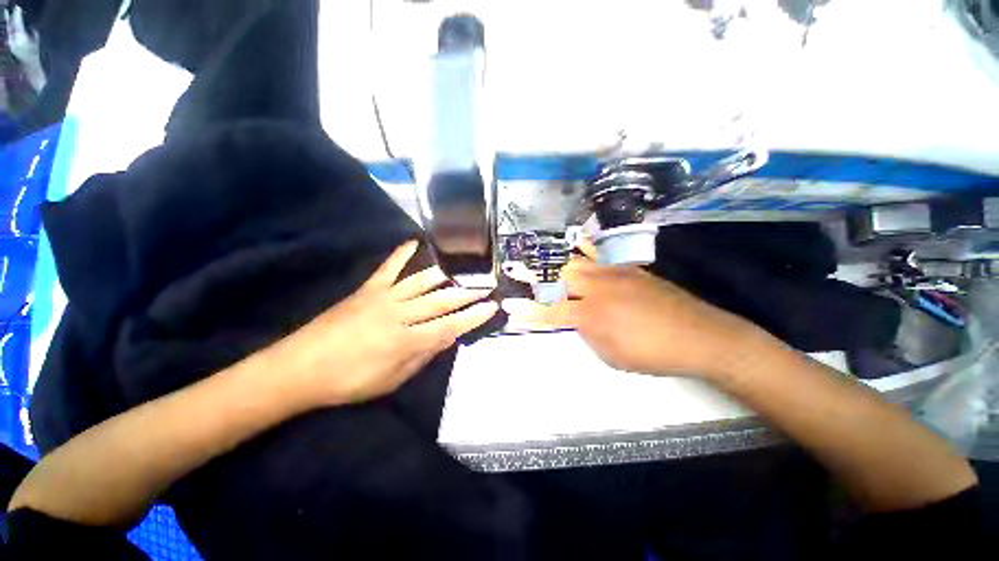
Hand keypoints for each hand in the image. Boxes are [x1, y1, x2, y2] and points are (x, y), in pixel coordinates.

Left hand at [274, 240, 497, 406]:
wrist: (299, 368)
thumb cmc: (348, 381)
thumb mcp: (391, 380)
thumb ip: (422, 356)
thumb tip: (447, 338)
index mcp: (405, 340)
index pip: (449, 326)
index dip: (473, 317)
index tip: (492, 306)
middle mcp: (399, 314)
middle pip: (441, 300)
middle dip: (468, 292)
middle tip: (488, 283)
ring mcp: (383, 297)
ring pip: (422, 281)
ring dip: (447, 274)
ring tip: (466, 267)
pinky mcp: (368, 289)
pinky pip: (389, 267)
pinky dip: (402, 253)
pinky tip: (416, 242)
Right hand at [503, 242, 768, 378]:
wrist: (699, 336)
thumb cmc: (652, 354)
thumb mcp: (611, 355)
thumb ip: (587, 334)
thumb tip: (575, 319)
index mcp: (591, 315)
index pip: (549, 312)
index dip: (527, 313)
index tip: (509, 309)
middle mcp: (597, 289)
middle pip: (558, 278)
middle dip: (535, 279)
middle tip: (519, 275)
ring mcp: (614, 274)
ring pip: (575, 262)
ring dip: (556, 264)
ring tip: (542, 262)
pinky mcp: (628, 268)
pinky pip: (602, 253)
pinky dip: (586, 247)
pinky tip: (577, 242)